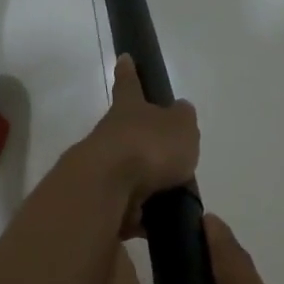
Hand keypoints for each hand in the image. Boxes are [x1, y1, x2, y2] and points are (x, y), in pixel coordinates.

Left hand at [81, 55, 200, 223]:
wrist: (106, 189)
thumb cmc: (149, 147)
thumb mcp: (181, 127)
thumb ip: (183, 119)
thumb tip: (180, 110)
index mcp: (129, 110)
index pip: (130, 85)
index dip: (129, 72)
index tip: (123, 58)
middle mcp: (110, 134)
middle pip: (127, 133)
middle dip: (144, 143)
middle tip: (169, 158)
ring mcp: (101, 168)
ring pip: (127, 172)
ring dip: (146, 184)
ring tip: (172, 198)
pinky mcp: (100, 201)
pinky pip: (126, 207)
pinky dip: (141, 215)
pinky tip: (159, 225)